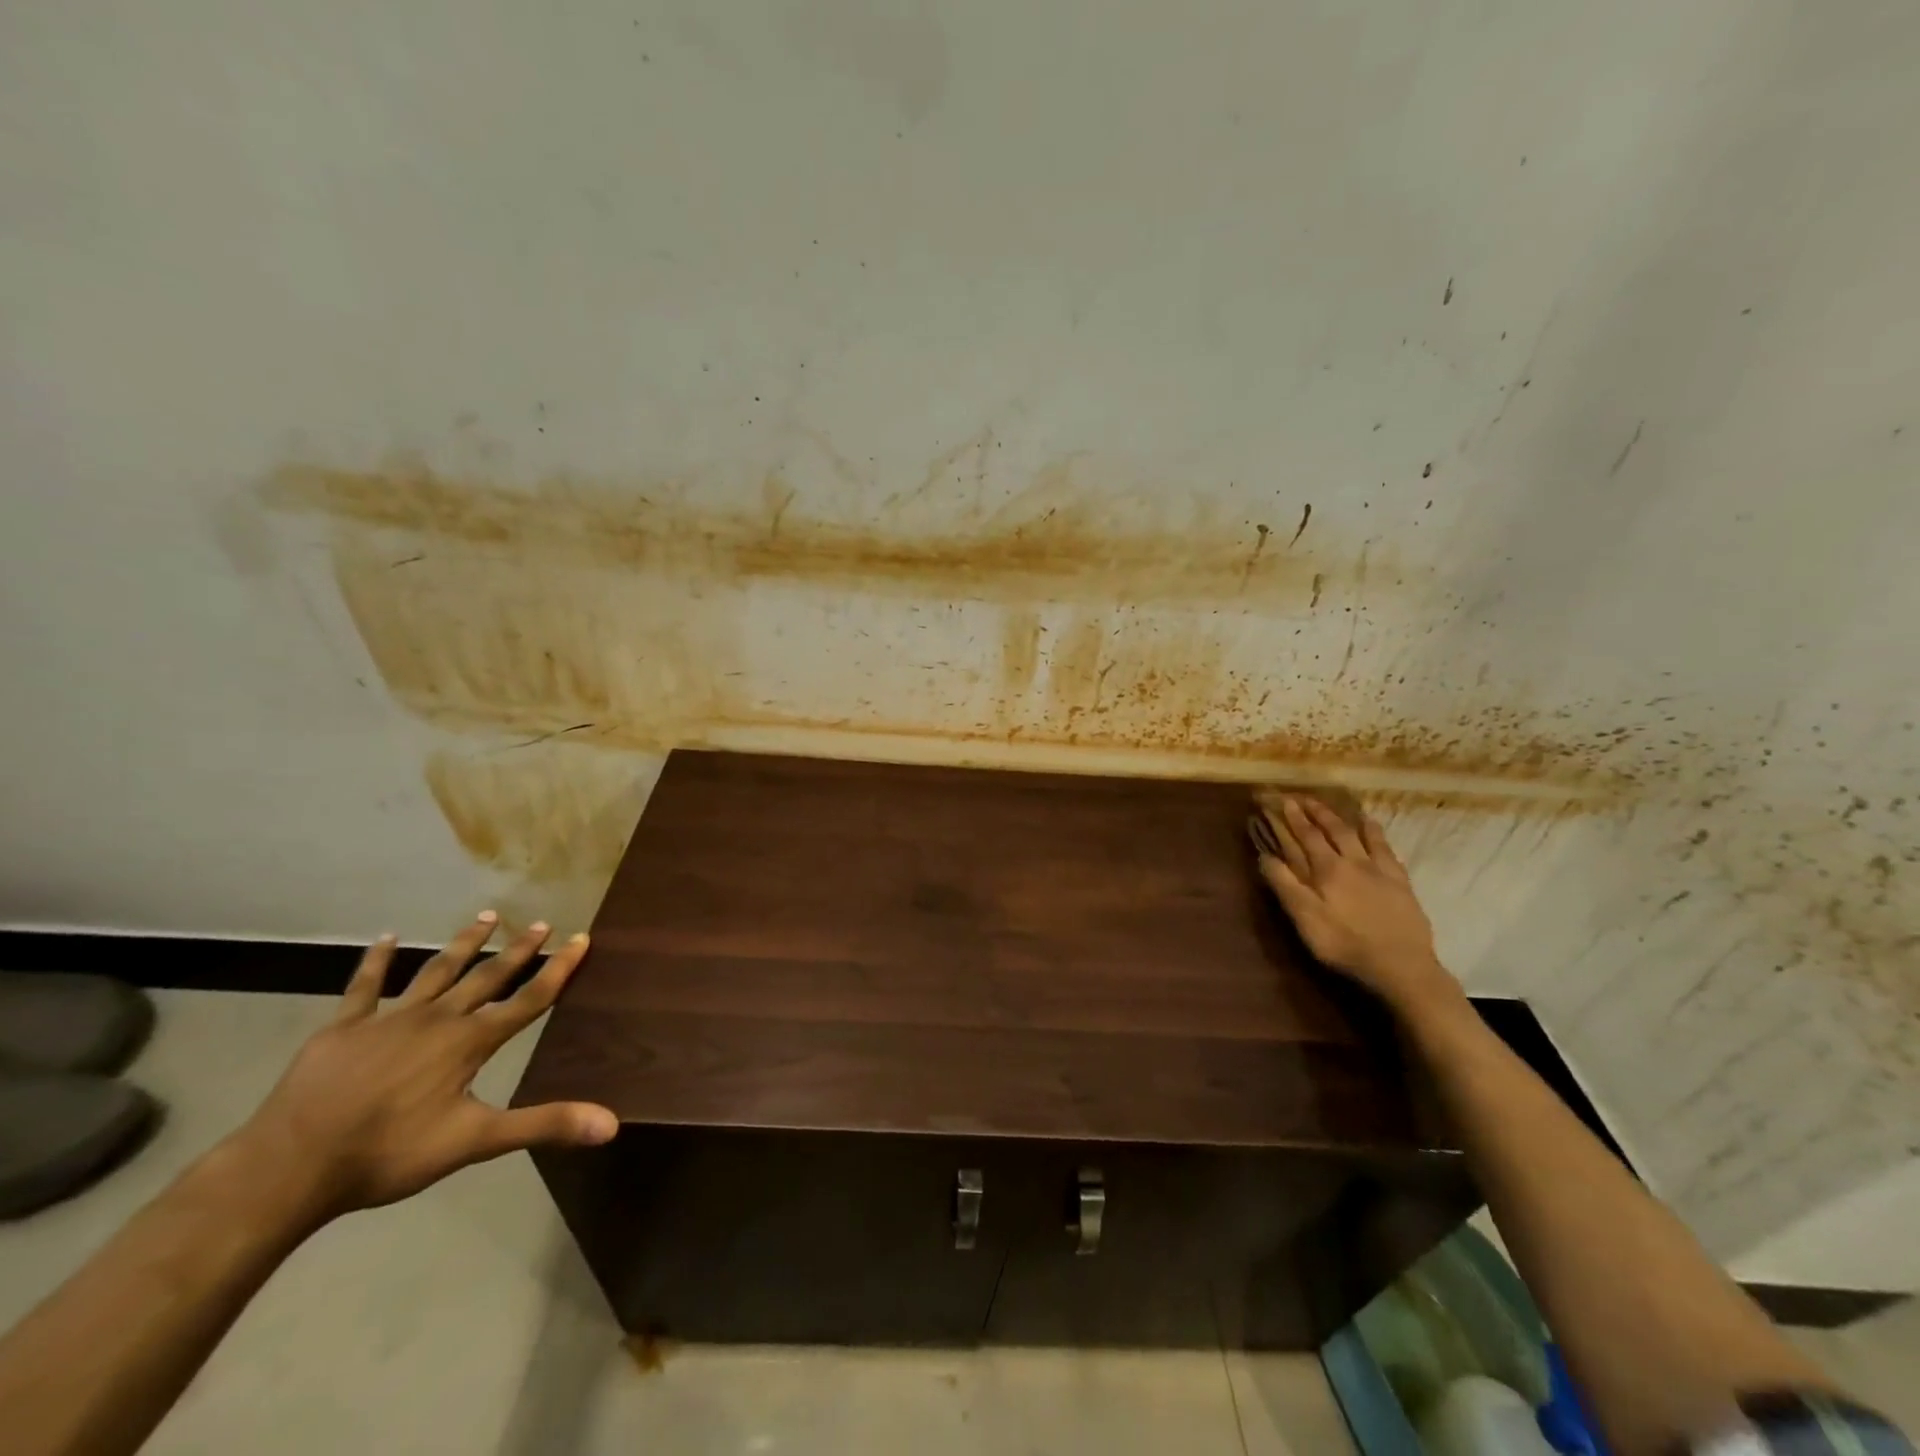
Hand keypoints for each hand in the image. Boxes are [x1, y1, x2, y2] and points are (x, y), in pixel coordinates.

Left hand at [234, 914, 617, 1220]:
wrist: (290, 1166)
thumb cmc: (388, 1154)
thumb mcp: (475, 1142)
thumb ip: (544, 1125)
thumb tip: (612, 1124)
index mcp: (470, 1042)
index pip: (529, 999)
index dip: (559, 969)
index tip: (581, 938)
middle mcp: (438, 1019)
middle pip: (488, 977)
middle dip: (518, 950)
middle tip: (541, 923)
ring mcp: (389, 1019)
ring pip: (437, 971)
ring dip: (465, 943)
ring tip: (488, 916)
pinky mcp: (344, 1027)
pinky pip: (364, 986)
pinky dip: (376, 961)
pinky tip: (385, 939)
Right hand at [1249, 794, 1462, 1016]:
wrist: (1401, 966)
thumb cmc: (1345, 944)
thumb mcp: (1305, 918)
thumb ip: (1285, 885)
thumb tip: (1265, 856)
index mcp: (1327, 870)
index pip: (1305, 836)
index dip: (1292, 818)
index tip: (1282, 800)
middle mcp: (1352, 861)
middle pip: (1332, 830)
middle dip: (1315, 812)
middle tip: (1303, 798)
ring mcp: (1379, 869)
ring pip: (1358, 834)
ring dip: (1343, 818)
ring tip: (1334, 806)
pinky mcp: (1400, 881)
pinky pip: (1386, 848)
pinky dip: (1375, 833)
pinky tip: (1372, 826)